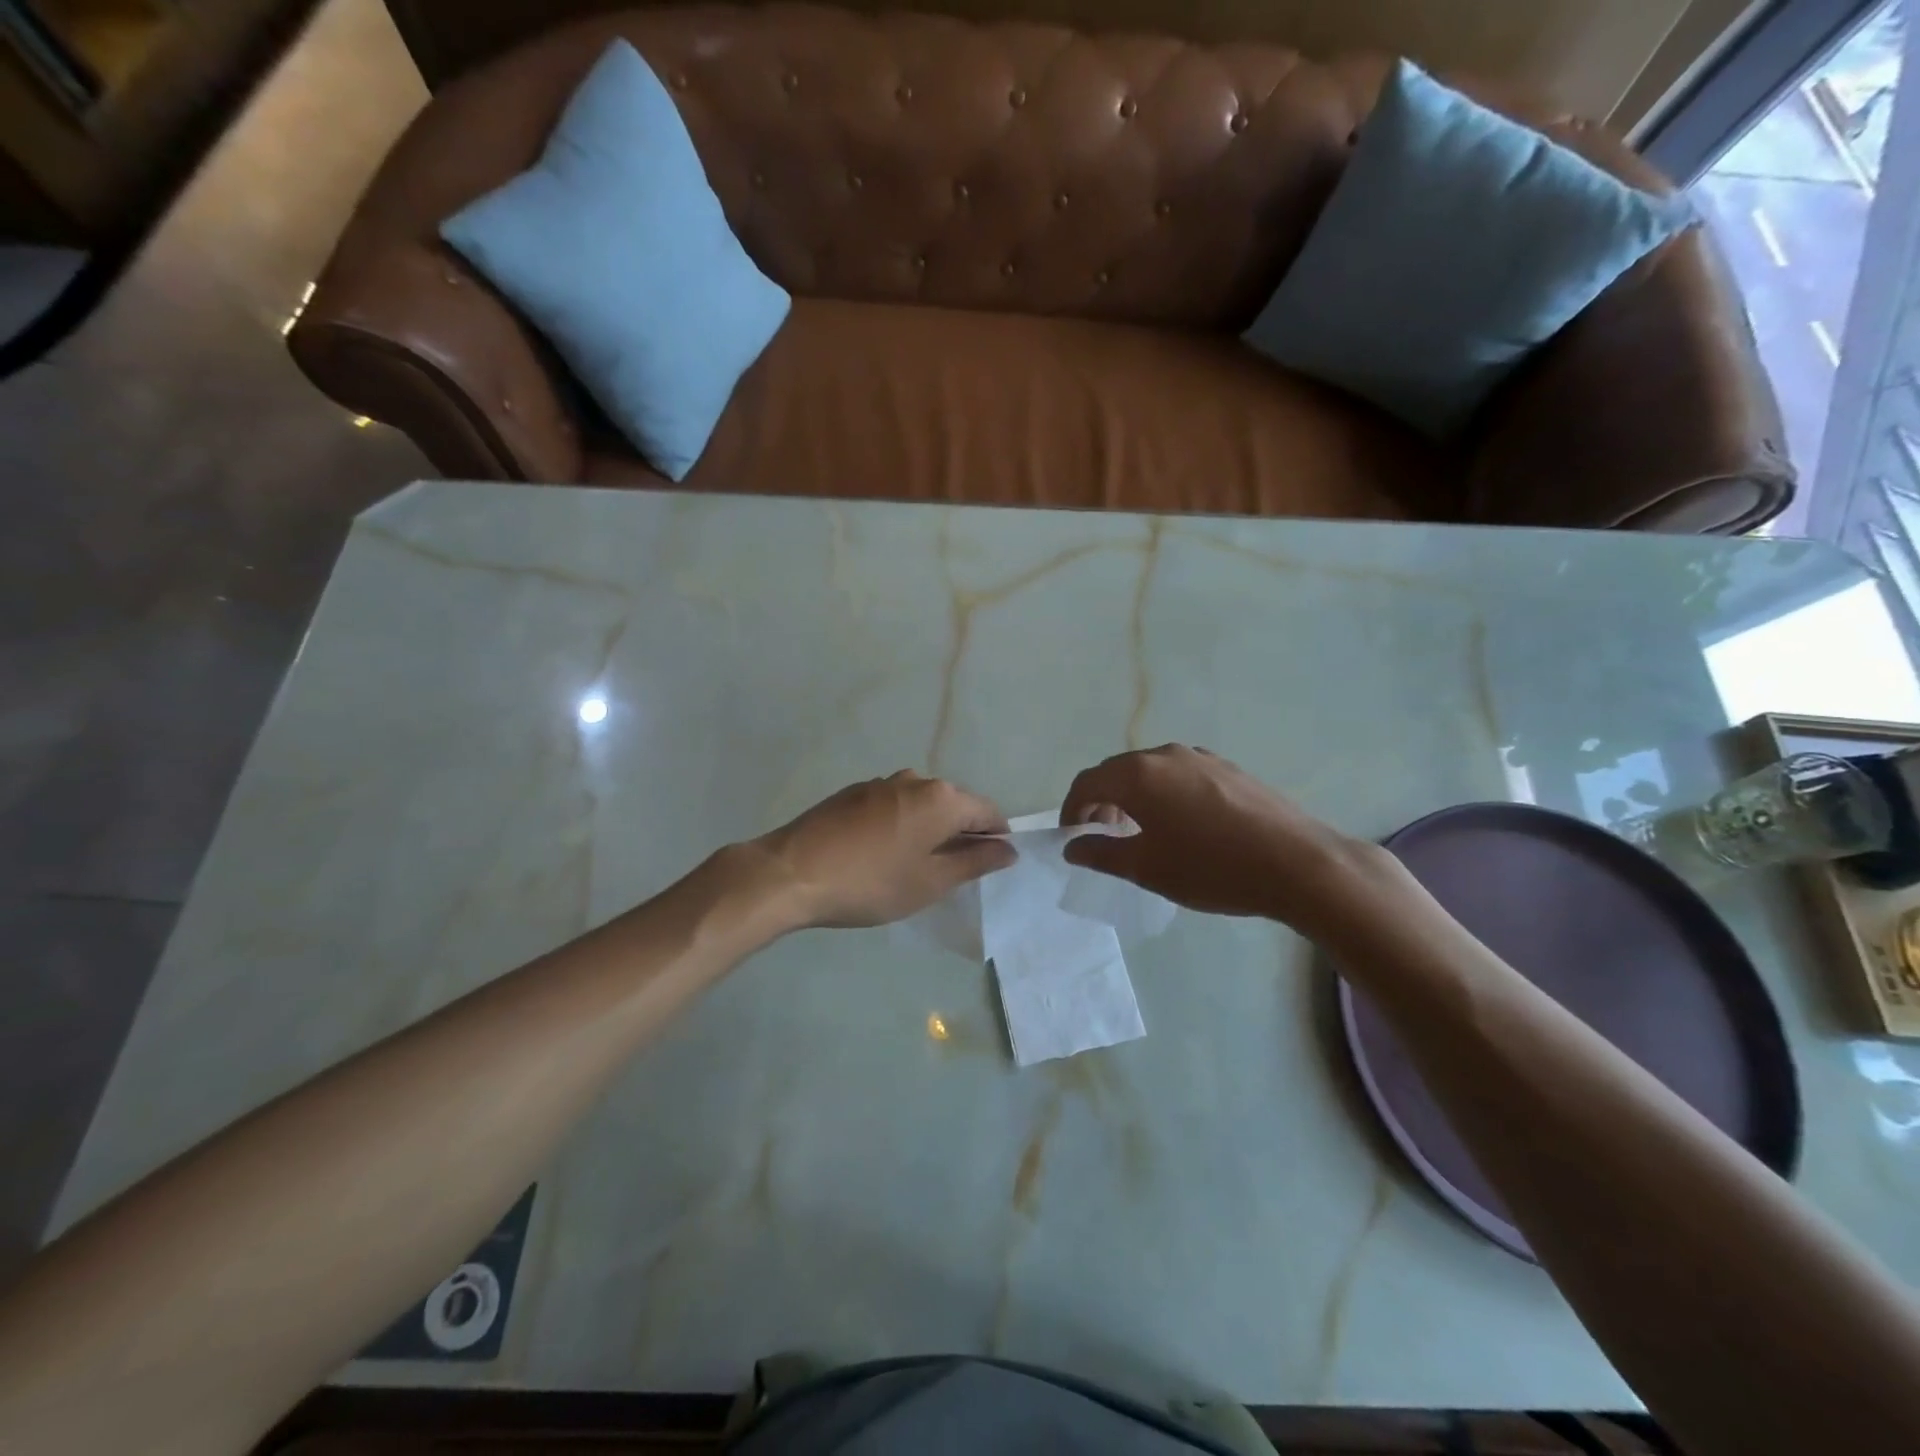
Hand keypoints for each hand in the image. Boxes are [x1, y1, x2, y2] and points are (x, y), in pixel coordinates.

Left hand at [757, 771, 1016, 928]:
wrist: (791, 872)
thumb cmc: (871, 883)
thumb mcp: (930, 882)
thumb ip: (974, 862)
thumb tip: (1008, 849)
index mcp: (941, 798)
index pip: (988, 812)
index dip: (996, 839)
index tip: (989, 867)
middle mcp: (915, 779)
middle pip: (955, 804)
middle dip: (962, 833)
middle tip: (952, 873)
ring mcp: (881, 783)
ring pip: (922, 804)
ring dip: (929, 829)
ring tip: (915, 865)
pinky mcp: (854, 792)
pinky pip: (894, 805)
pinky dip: (902, 824)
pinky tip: (883, 853)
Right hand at [1061, 745, 1383, 927]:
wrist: (1296, 863)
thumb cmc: (1211, 868)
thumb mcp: (1147, 868)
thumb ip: (1102, 853)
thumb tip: (1073, 846)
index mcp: (1137, 775)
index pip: (1087, 782)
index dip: (1072, 809)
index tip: (1072, 837)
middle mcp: (1164, 755)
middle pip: (1117, 771)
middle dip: (1101, 801)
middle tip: (1102, 835)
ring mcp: (1200, 757)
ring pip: (1150, 771)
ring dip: (1133, 795)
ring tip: (1140, 829)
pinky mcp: (1228, 767)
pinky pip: (1180, 774)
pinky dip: (1163, 792)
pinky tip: (1181, 823)